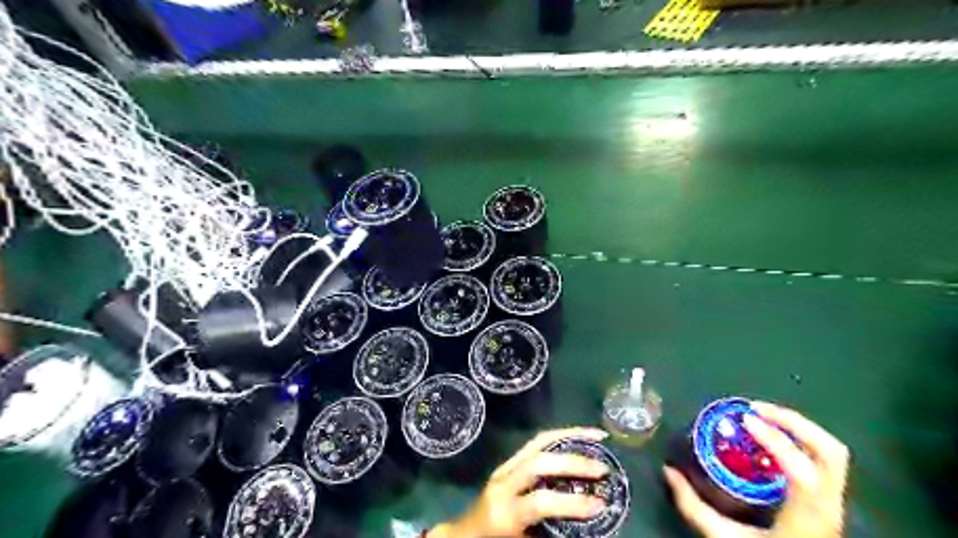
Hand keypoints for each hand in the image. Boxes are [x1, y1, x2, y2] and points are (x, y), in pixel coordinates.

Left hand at [431, 429, 608, 536]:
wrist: (467, 533)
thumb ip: (550, 533)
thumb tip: (587, 526)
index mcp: (504, 513)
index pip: (539, 501)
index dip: (570, 503)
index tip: (599, 505)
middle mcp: (503, 483)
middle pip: (537, 463)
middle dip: (572, 463)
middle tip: (602, 469)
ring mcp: (505, 467)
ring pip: (536, 442)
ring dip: (568, 436)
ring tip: (596, 436)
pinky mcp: (509, 460)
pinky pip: (536, 442)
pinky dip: (560, 436)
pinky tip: (579, 436)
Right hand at [667, 404, 844, 537]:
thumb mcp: (723, 537)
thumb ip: (694, 506)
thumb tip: (669, 471)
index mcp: (806, 517)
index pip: (804, 471)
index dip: (777, 440)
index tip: (745, 420)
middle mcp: (828, 506)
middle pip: (829, 451)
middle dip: (793, 422)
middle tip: (755, 410)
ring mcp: (834, 501)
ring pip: (832, 450)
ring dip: (798, 426)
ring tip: (762, 415)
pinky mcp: (829, 498)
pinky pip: (822, 458)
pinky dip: (798, 438)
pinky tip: (771, 437)